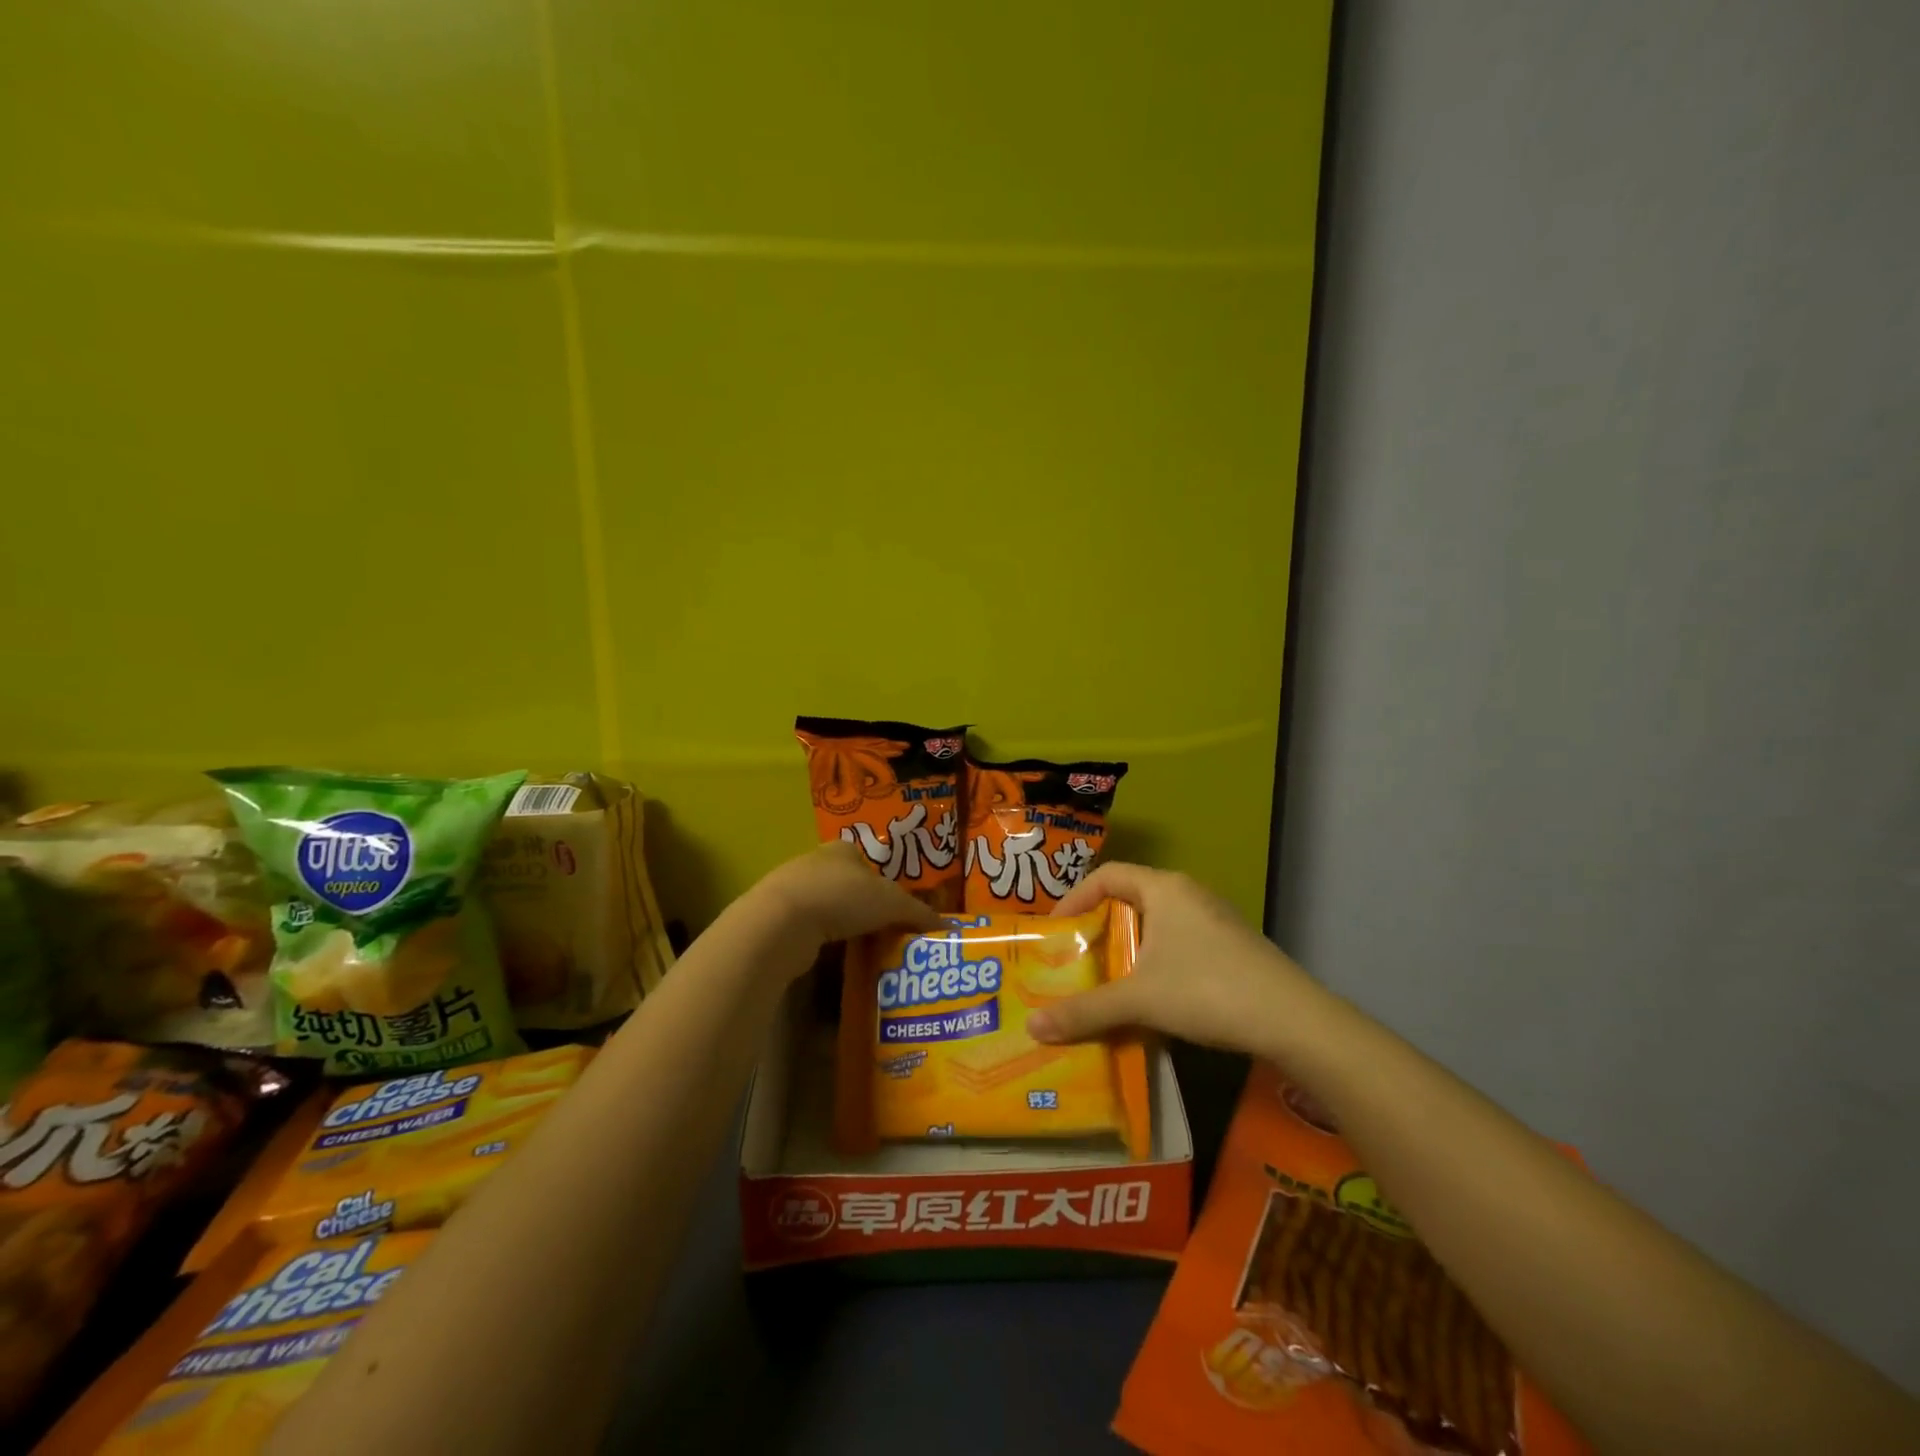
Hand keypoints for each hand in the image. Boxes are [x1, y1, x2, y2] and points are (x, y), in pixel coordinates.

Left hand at [754, 842, 944, 949]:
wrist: (781, 922)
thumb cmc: (842, 897)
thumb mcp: (891, 903)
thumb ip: (918, 913)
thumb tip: (949, 927)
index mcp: (842, 849)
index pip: (869, 861)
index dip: (885, 883)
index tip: (897, 908)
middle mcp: (815, 862)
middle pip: (849, 884)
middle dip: (865, 906)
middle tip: (886, 930)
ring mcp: (793, 890)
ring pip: (828, 907)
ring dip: (844, 925)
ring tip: (865, 947)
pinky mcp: (778, 918)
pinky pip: (810, 929)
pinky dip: (824, 940)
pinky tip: (835, 956)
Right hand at [1025, 862, 1321, 1054]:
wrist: (1293, 1020)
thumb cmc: (1207, 990)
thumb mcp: (1140, 1000)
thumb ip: (1086, 1010)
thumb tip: (1033, 1028)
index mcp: (1164, 889)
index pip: (1107, 875)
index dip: (1075, 897)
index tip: (1056, 929)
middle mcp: (1189, 895)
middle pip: (1130, 899)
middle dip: (1099, 927)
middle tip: (1075, 957)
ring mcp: (1214, 921)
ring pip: (1157, 924)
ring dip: (1128, 948)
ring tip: (1106, 979)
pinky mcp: (1231, 948)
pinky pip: (1179, 944)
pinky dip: (1155, 962)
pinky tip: (1151, 997)